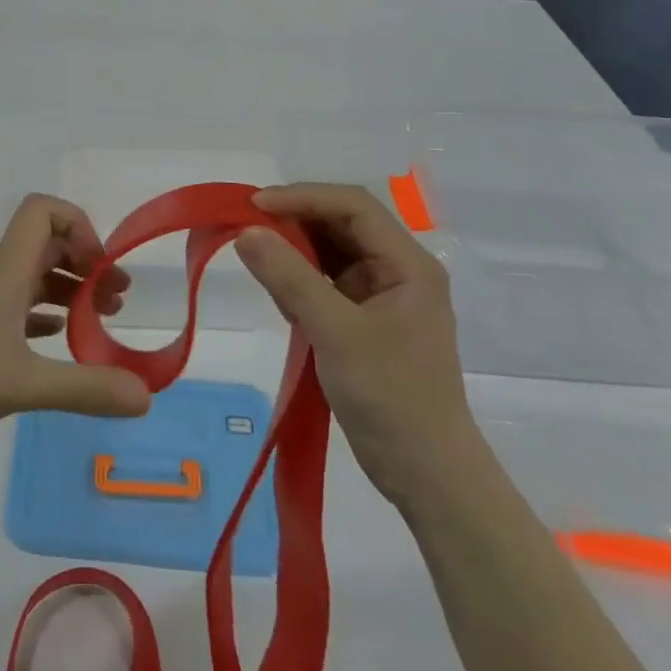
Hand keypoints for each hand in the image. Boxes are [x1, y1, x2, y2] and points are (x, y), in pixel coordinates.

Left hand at [0, 195, 151, 456]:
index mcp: (5, 271)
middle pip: (44, 244)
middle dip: (85, 264)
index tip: (100, 270)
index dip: (80, 226)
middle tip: (115, 300)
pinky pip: (11, 307)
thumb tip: (147, 397)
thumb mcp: (20, 385)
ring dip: (65, 290)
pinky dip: (40, 314)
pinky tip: (53, 340)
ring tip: (97, 321)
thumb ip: (85, 389)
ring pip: (28, 278)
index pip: (43, 211)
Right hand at [233, 183, 480, 503]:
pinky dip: (298, 281)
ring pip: (330, 252)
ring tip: (256, 260)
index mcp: (407, 263)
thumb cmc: (391, 397)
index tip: (254, 205)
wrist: (425, 474)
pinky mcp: (364, 320)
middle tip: (245, 227)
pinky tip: (279, 297)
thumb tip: (245, 232)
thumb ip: (290, 278)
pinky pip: (325, 283)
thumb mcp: (336, 333)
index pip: (353, 206)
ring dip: (293, 251)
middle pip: (341, 224)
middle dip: (294, 221)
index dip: (302, 197)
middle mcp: (397, 270)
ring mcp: (381, 296)